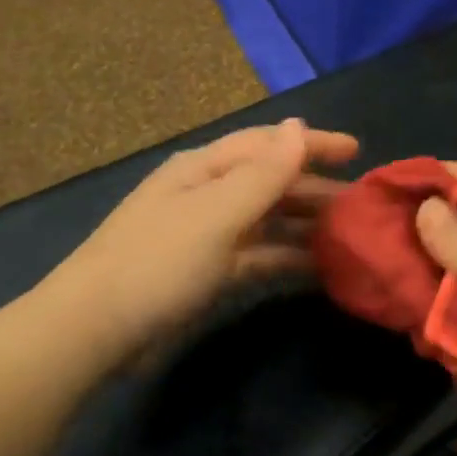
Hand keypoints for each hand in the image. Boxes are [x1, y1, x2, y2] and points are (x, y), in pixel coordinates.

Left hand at [54, 120, 358, 354]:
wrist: (95, 331)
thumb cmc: (159, 262)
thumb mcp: (217, 213)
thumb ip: (264, 173)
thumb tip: (298, 125)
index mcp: (203, 168)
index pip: (267, 144)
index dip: (312, 144)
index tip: (357, 150)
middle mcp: (206, 194)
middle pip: (269, 181)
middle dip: (314, 187)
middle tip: (361, 201)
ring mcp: (206, 235)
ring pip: (267, 220)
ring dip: (304, 223)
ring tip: (348, 233)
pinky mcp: (207, 273)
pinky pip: (258, 256)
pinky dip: (286, 257)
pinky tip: (317, 268)